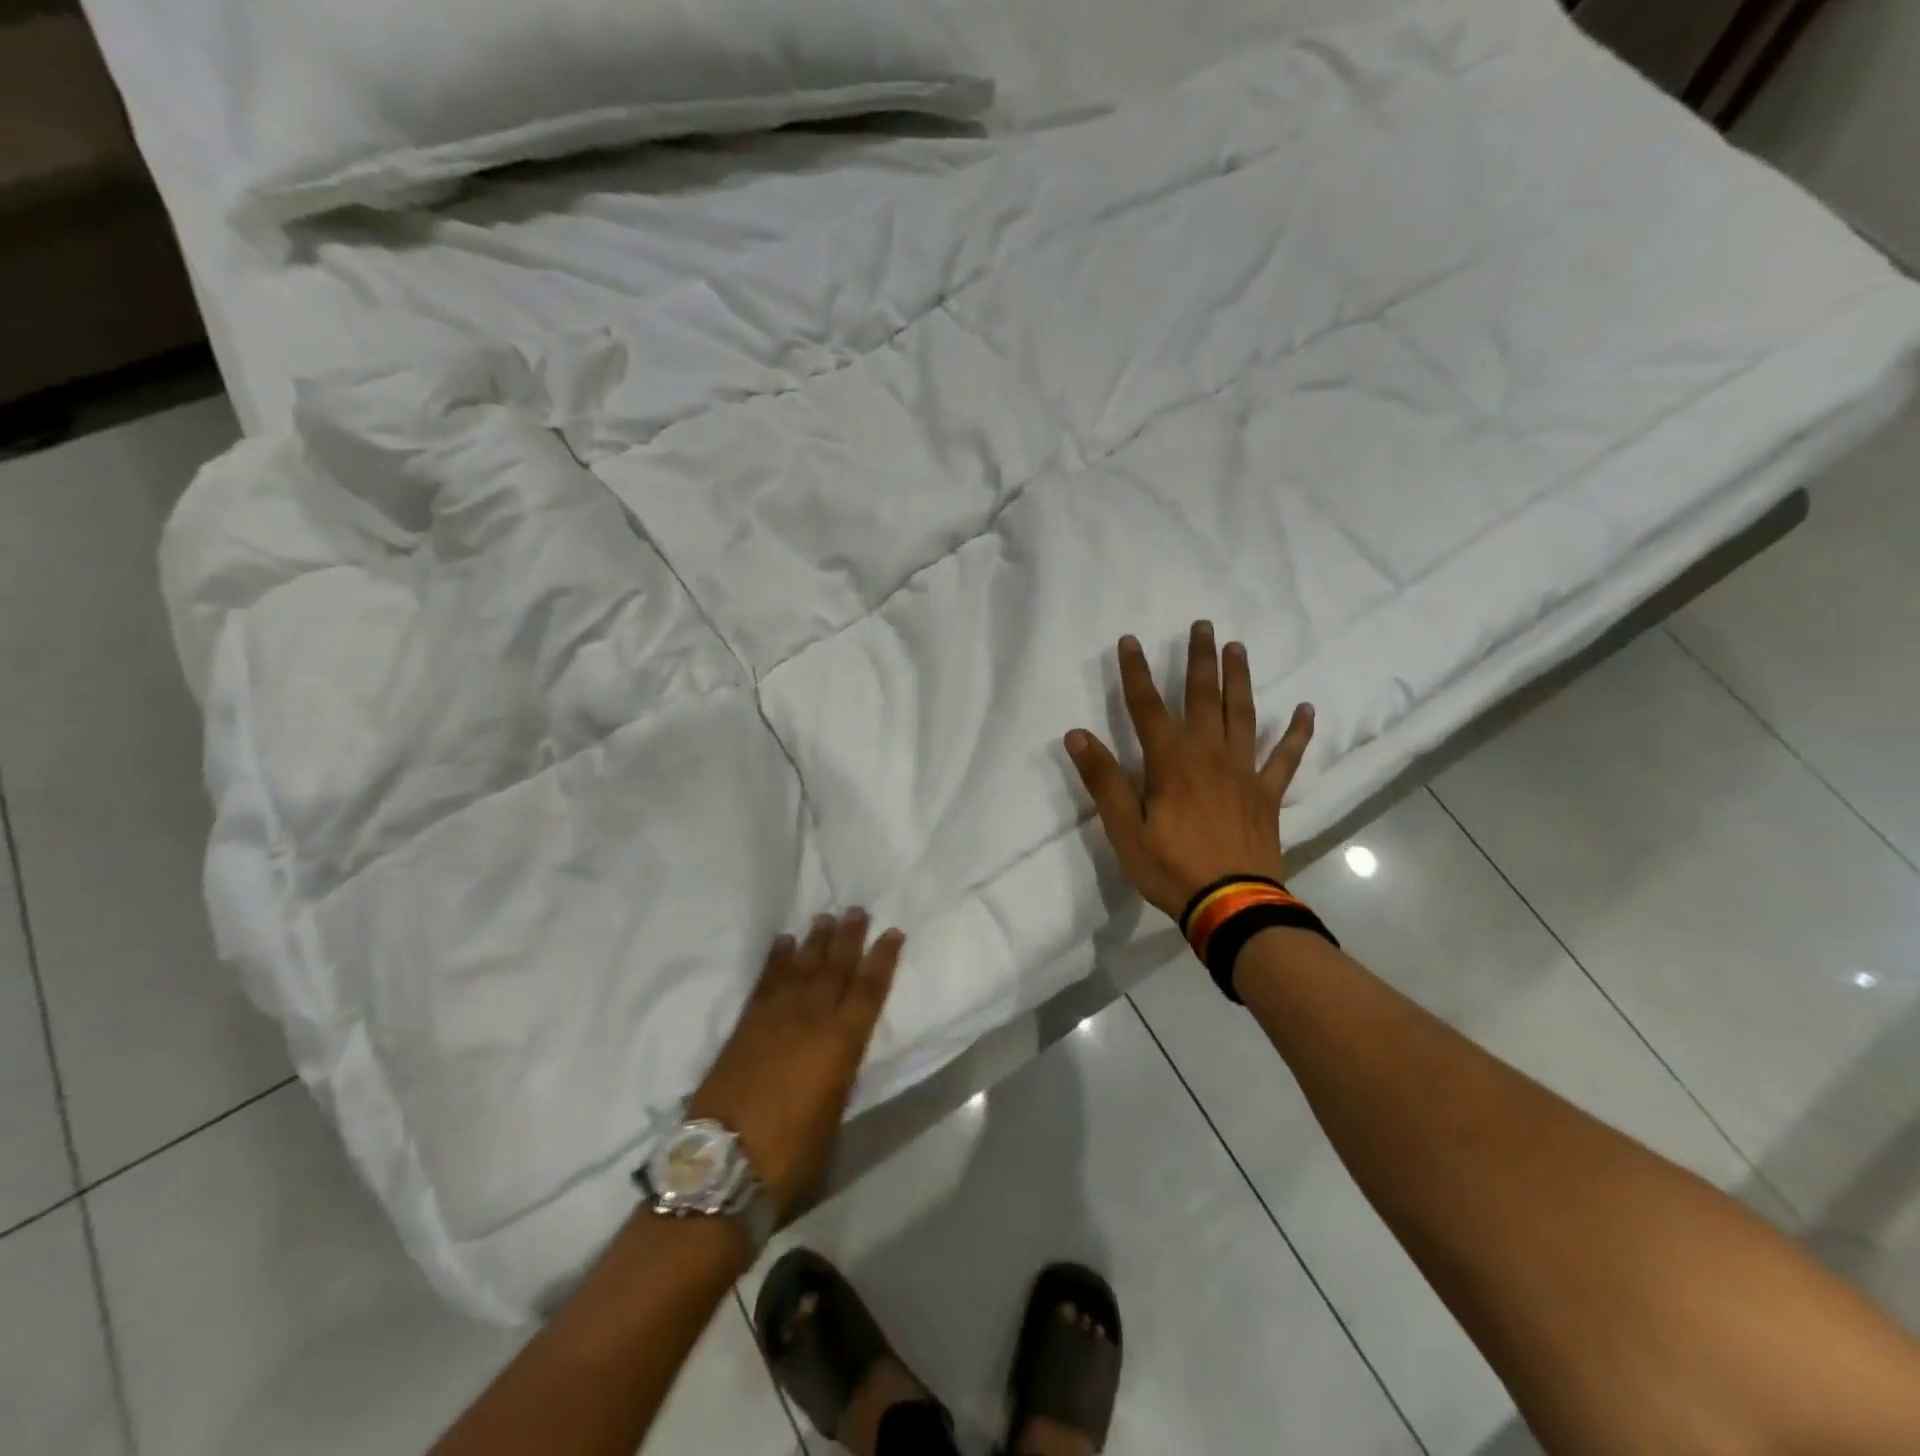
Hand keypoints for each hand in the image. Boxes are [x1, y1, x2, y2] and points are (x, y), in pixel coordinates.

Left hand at [687, 911, 901, 1219]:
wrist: (723, 1164)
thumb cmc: (791, 1154)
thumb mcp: (832, 1117)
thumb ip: (839, 1075)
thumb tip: (839, 1055)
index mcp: (841, 1044)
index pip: (869, 990)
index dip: (883, 959)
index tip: (893, 933)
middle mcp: (812, 1020)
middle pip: (835, 968)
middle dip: (849, 938)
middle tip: (857, 910)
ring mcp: (775, 1018)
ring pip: (802, 967)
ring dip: (815, 941)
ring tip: (825, 918)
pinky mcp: (745, 1025)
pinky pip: (766, 981)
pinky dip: (776, 960)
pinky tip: (783, 943)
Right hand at [1065, 622, 1314, 919]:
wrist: (1232, 905)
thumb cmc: (1171, 868)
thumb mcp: (1125, 829)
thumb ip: (1103, 780)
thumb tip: (1077, 734)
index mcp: (1171, 762)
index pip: (1147, 707)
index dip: (1136, 673)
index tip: (1130, 641)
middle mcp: (1209, 755)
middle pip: (1204, 698)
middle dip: (1200, 660)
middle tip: (1203, 625)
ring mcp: (1243, 772)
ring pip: (1243, 715)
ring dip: (1240, 679)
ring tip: (1238, 648)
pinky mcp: (1267, 794)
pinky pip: (1285, 757)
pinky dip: (1296, 733)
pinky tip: (1305, 709)